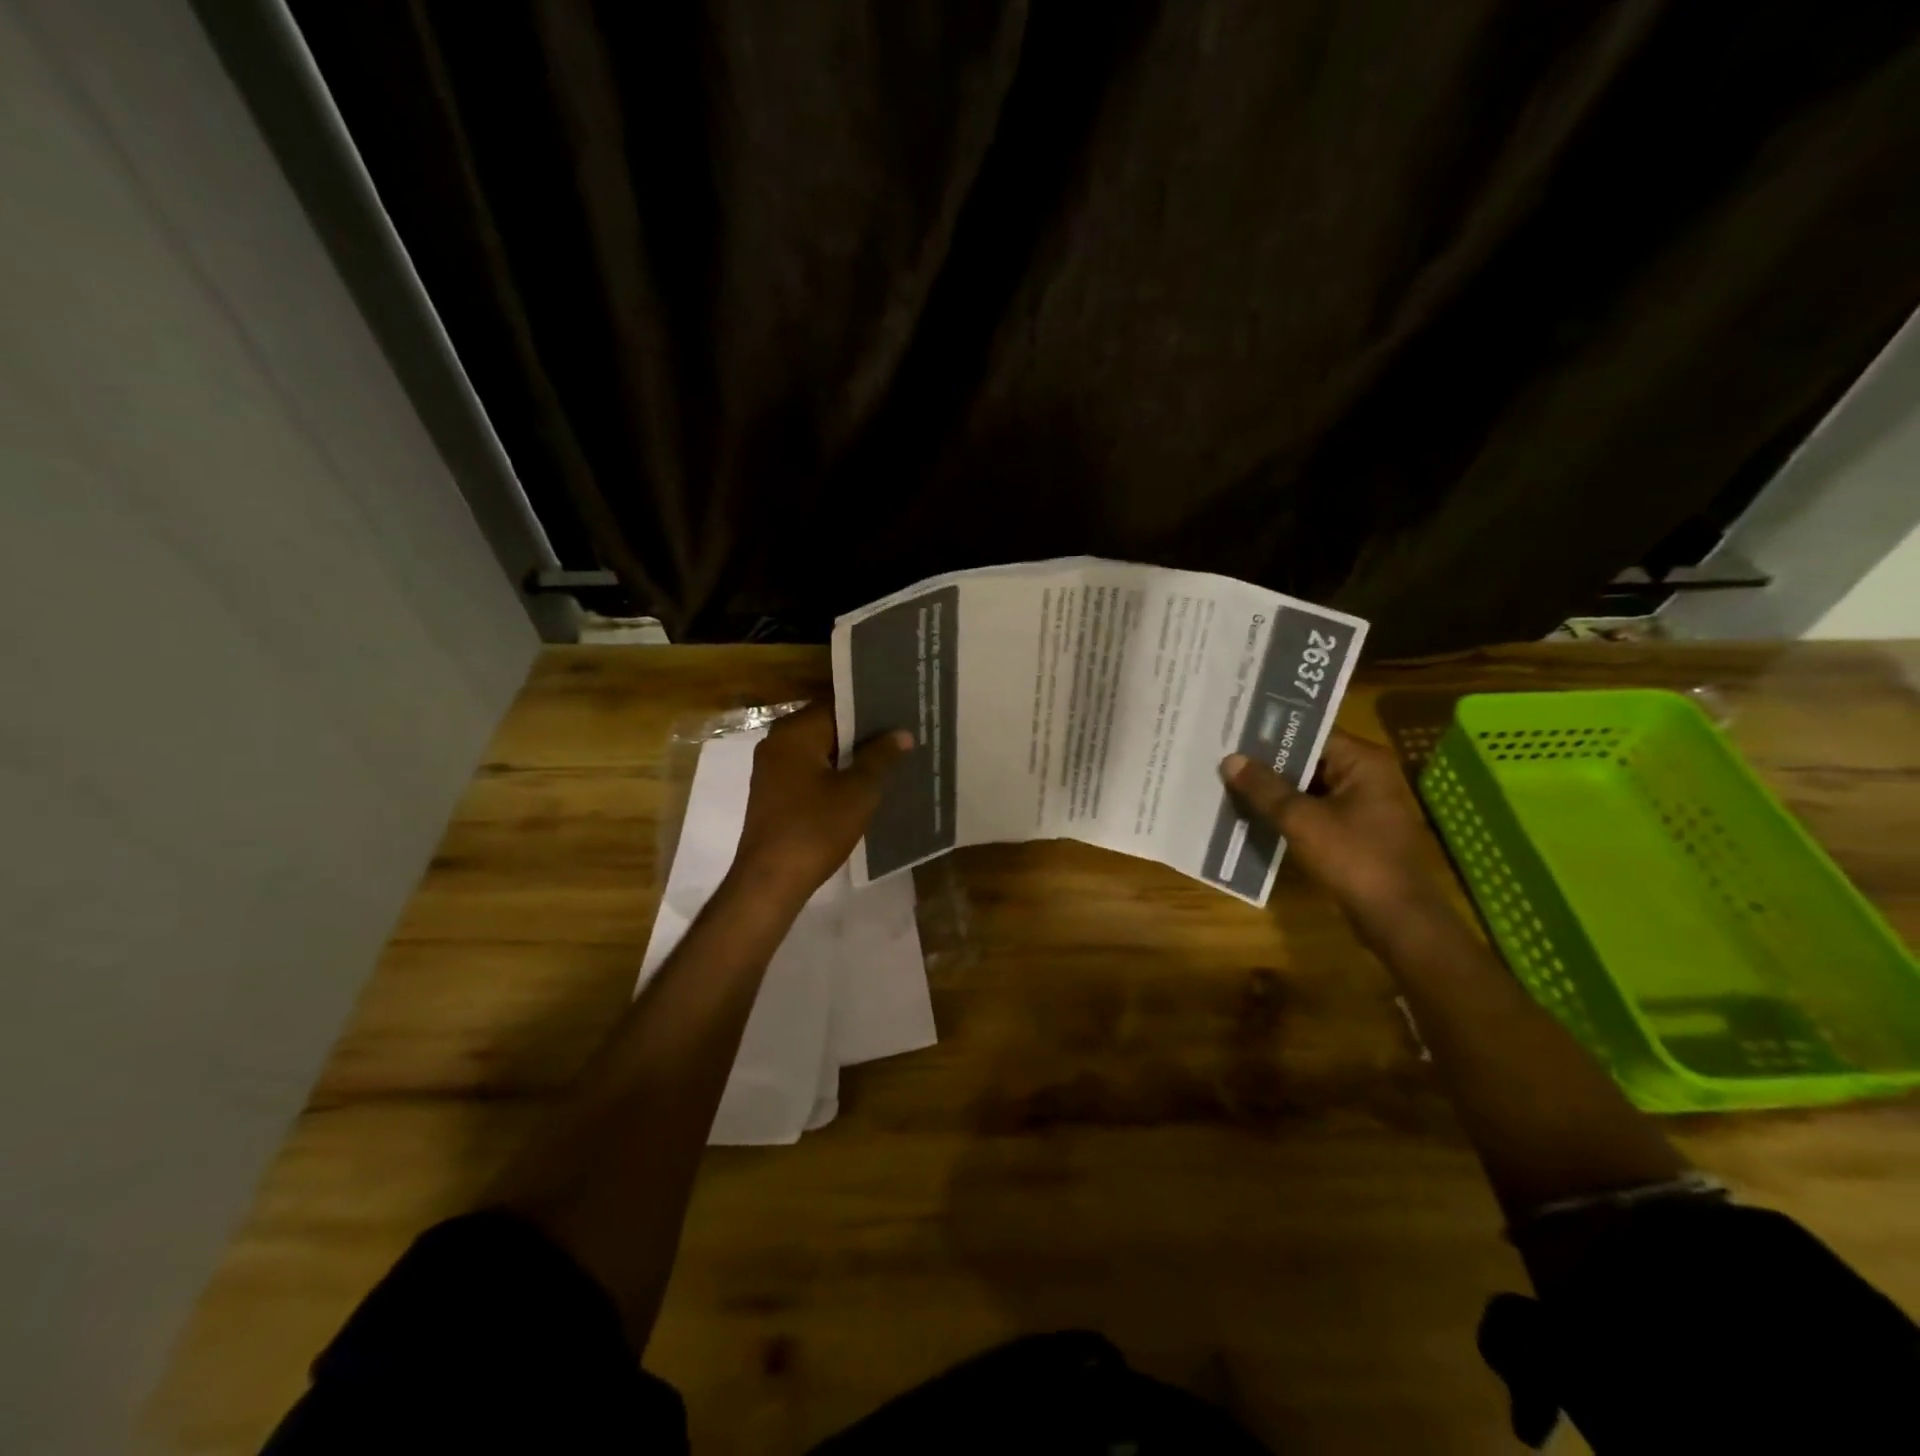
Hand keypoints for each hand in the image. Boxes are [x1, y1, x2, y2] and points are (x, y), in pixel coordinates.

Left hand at [729, 702, 911, 905]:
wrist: (770, 881)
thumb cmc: (816, 829)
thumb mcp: (858, 791)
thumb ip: (881, 757)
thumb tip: (902, 733)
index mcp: (795, 732)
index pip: (839, 705)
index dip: (873, 710)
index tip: (902, 713)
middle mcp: (778, 742)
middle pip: (829, 727)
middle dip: (864, 735)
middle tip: (904, 737)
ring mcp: (772, 770)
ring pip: (821, 752)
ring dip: (851, 757)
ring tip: (891, 761)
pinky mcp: (774, 794)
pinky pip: (810, 772)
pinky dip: (835, 775)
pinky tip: (863, 787)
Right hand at [1220, 728, 1436, 921]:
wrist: (1394, 916)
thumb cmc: (1352, 857)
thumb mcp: (1301, 819)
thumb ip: (1264, 788)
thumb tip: (1230, 759)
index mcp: (1363, 761)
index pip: (1311, 734)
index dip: (1271, 734)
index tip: (1234, 733)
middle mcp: (1367, 775)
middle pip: (1309, 760)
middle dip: (1269, 764)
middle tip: (1224, 757)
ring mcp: (1363, 805)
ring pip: (1309, 787)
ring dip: (1275, 790)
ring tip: (1230, 783)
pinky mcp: (1355, 831)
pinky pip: (1314, 810)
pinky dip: (1288, 812)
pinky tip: (1253, 814)